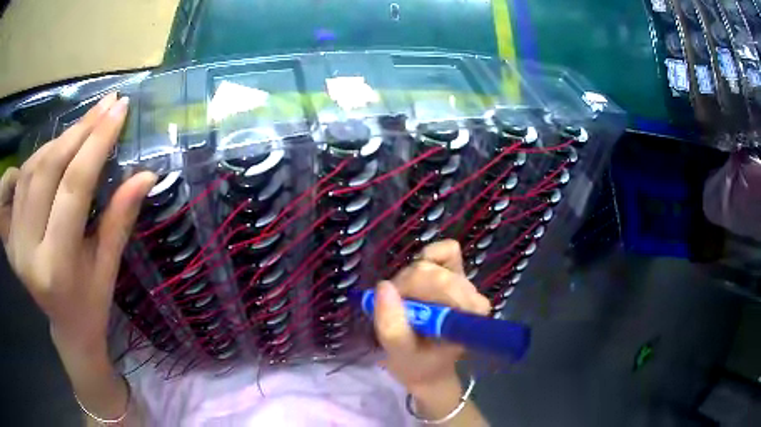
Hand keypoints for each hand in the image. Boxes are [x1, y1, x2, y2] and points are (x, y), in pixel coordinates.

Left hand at [0, 93, 155, 350]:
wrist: (65, 326)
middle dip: (79, 130)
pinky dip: (43, 153)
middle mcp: (28, 250)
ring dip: (61, 138)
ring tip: (86, 124)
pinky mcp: (10, 233)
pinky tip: (60, 146)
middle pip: (49, 170)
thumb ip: (120, 218)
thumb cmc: (91, 303)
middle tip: (106, 105)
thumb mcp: (109, 267)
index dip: (97, 142)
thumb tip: (147, 175)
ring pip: (34, 167)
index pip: (74, 188)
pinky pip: (23, 178)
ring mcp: (15, 240)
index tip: (119, 109)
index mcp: (56, 267)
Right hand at [373, 239, 490, 396]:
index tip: (402, 311)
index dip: (415, 290)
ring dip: (410, 280)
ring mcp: (466, 283)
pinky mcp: (458, 274)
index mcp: (467, 316)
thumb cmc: (416, 364)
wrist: (428, 368)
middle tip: (397, 310)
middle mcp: (473, 296)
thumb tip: (384, 286)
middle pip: (434, 272)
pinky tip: (415, 281)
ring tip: (405, 304)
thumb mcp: (399, 353)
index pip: (444, 284)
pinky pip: (446, 251)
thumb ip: (391, 326)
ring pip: (433, 263)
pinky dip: (425, 259)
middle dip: (407, 288)